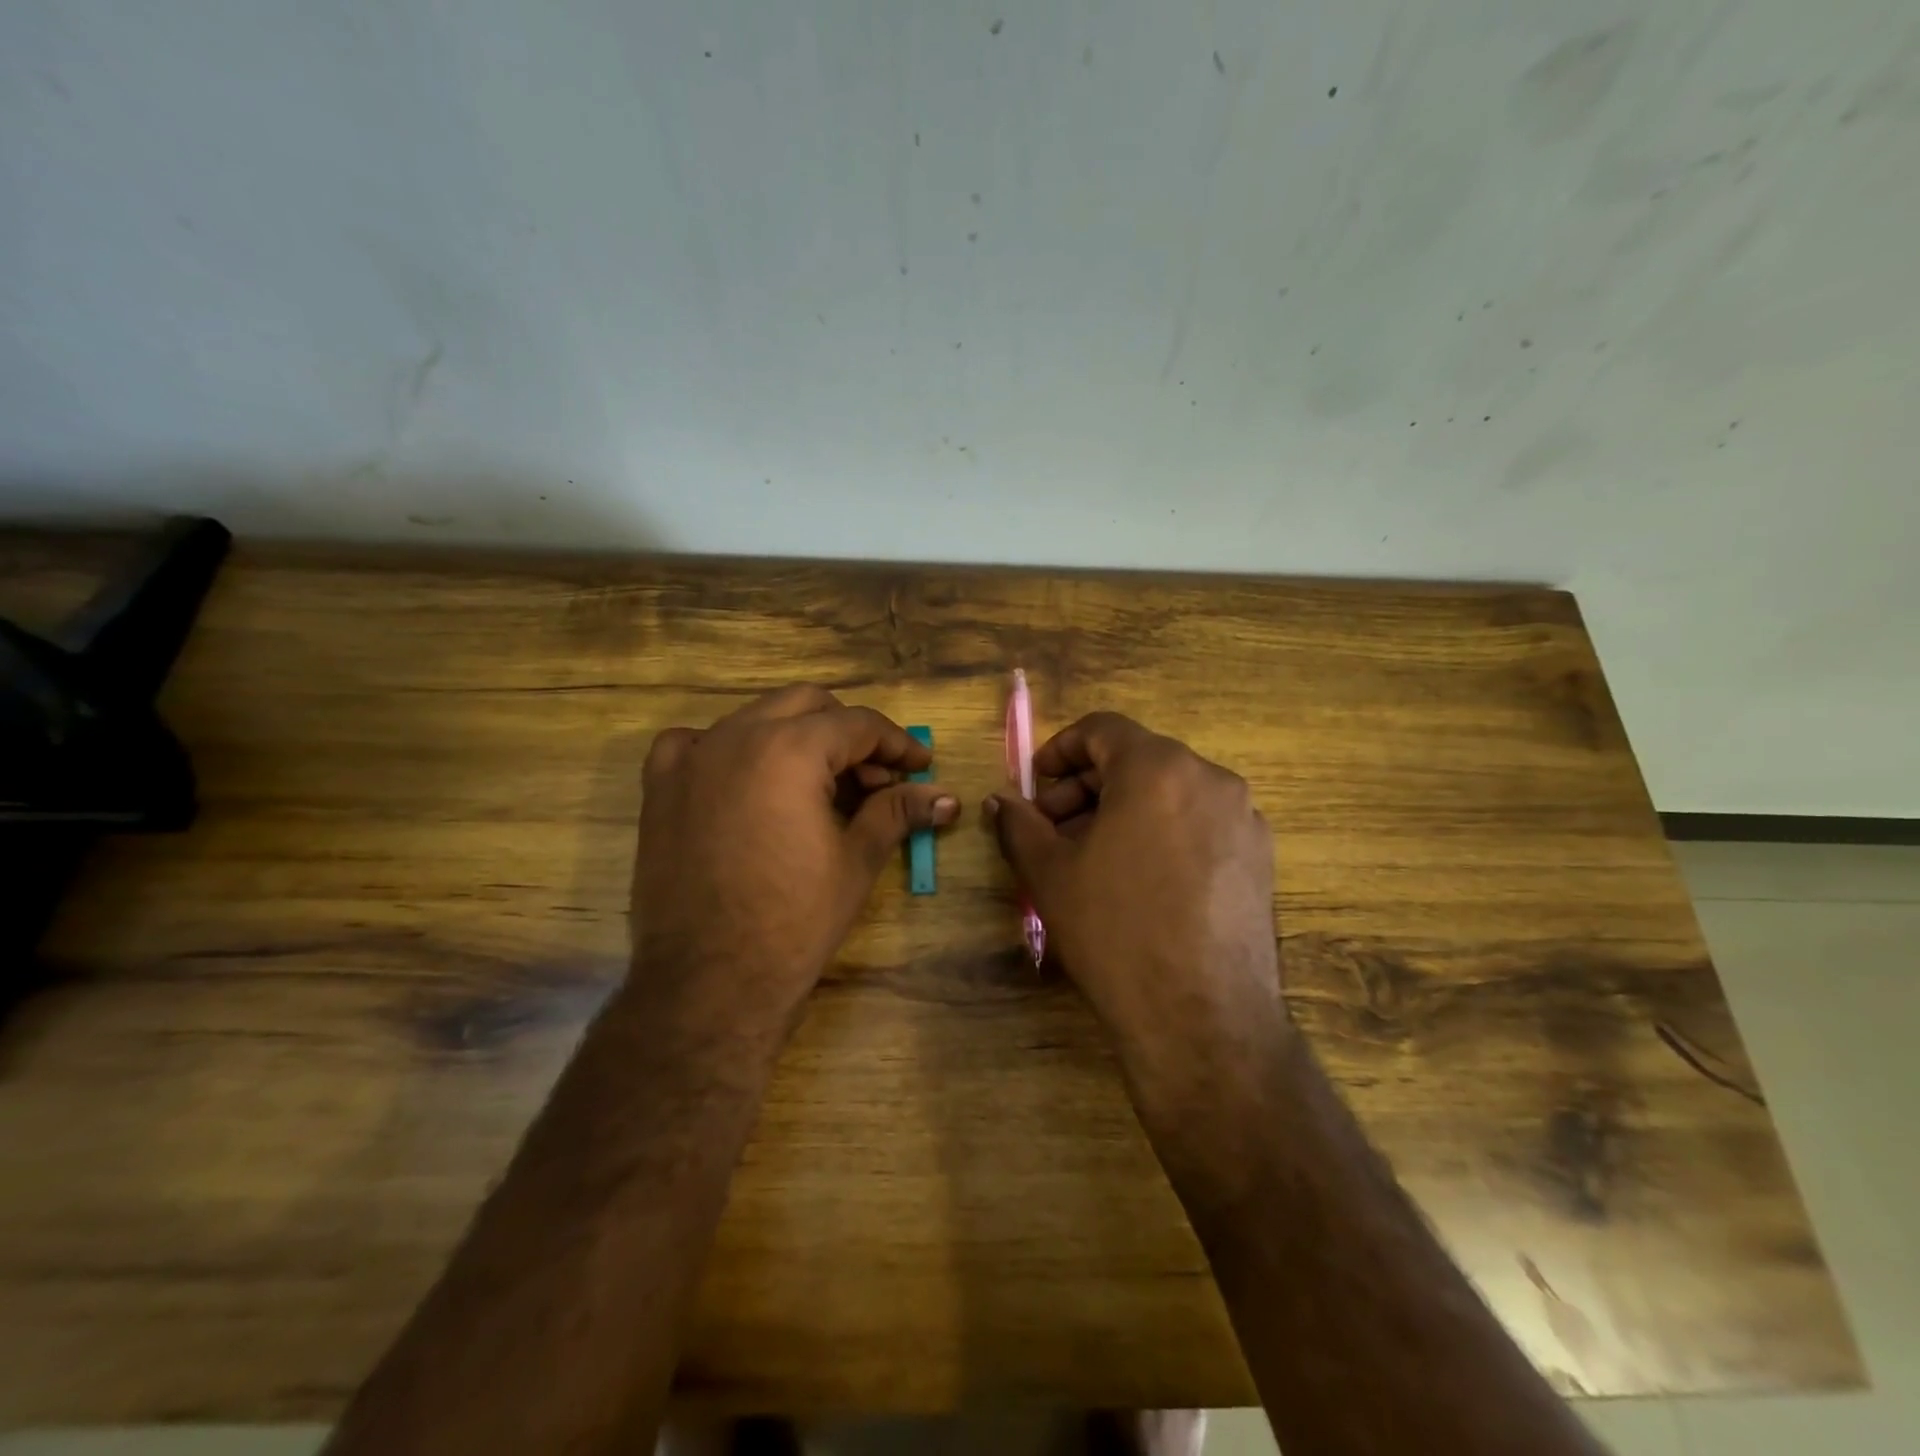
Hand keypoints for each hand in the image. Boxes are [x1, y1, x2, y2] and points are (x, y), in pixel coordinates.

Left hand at [633, 685, 956, 1033]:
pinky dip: (728, 748)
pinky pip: (694, 742)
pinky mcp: (659, 787)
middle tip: (873, 778)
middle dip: (848, 733)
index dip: (897, 743)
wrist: (710, 981)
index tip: (920, 765)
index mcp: (790, 748)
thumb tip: (946, 797)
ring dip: (795, 737)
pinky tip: (743, 778)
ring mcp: (691, 758)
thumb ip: (898, 812)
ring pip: (755, 718)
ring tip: (818, 784)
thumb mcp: (857, 860)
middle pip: (807, 705)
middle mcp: (737, 736)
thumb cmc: (795, 920)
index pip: (858, 724)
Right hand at [985, 713, 1284, 1092]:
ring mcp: (1243, 818)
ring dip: (1123, 810)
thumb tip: (1000, 801)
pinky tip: (1140, 881)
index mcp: (1158, 768)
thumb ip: (1019, 824)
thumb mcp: (1050, 874)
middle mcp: (1210, 778)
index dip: (1060, 750)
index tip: (1036, 785)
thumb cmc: (1115, 931)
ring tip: (1093, 858)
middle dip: (1086, 787)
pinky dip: (1162, 832)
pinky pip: (1199, 823)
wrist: (1202, 1018)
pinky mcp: (1260, 857)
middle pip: (1137, 760)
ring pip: (1169, 792)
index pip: (1102, 729)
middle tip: (1053, 830)